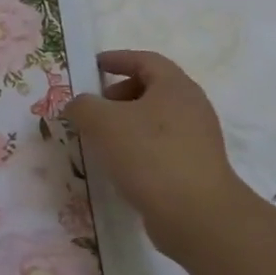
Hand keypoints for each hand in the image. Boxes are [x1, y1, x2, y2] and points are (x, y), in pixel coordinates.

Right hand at [63, 51, 251, 254]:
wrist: (196, 215)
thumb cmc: (149, 155)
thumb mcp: (102, 122)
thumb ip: (82, 106)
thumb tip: (78, 106)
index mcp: (175, 86)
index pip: (144, 60)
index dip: (117, 59)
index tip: (93, 66)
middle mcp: (191, 107)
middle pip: (151, 89)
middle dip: (118, 94)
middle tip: (94, 109)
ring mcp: (197, 139)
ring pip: (155, 120)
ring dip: (126, 124)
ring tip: (100, 140)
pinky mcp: (195, 167)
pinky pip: (160, 146)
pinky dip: (138, 147)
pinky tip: (119, 166)